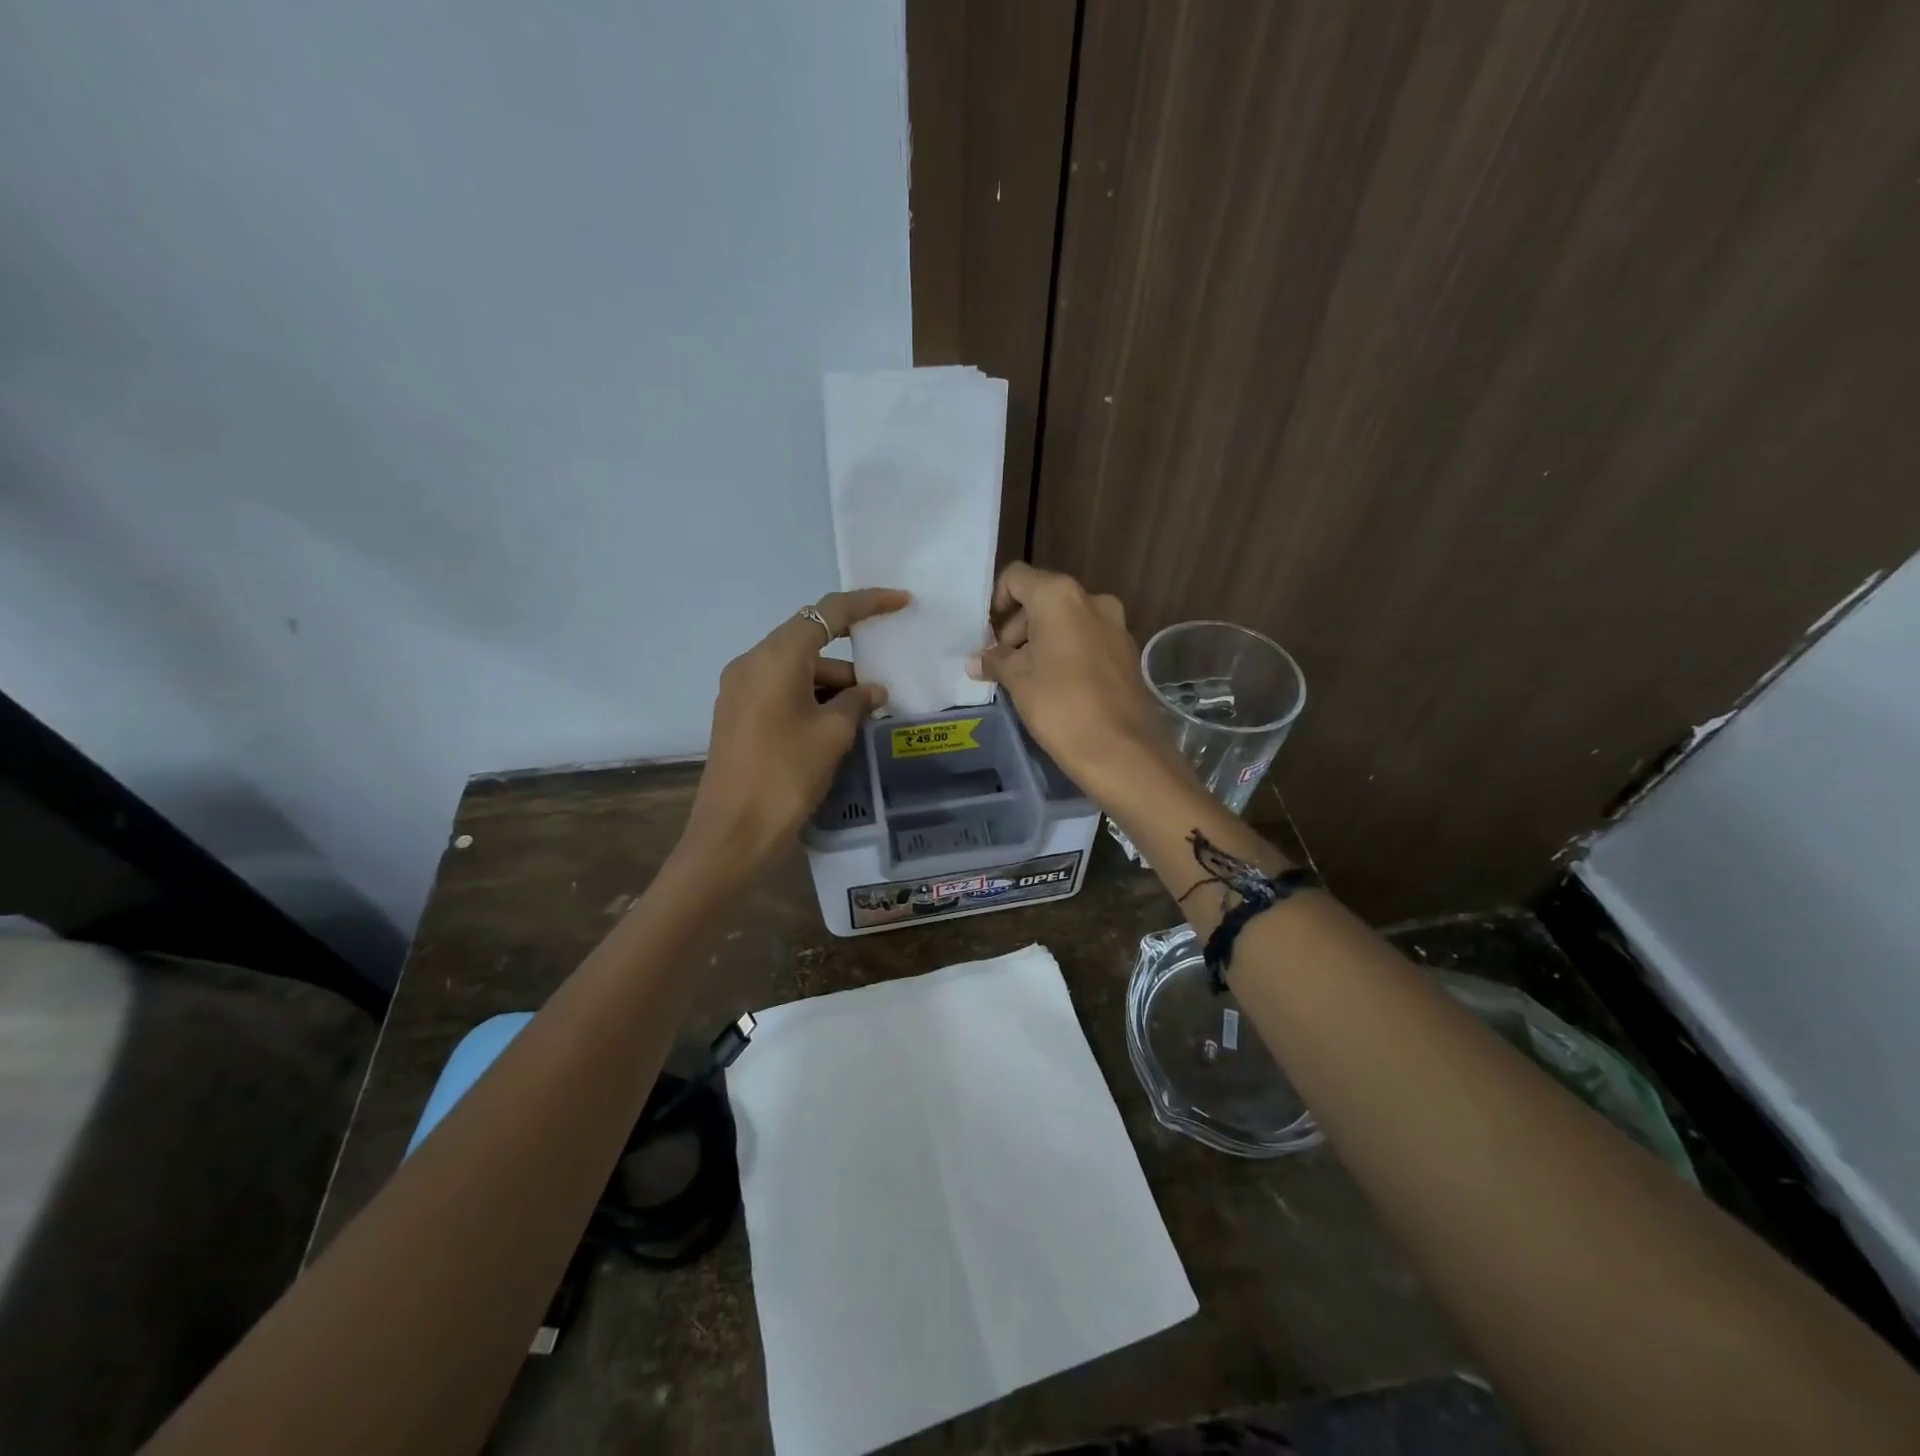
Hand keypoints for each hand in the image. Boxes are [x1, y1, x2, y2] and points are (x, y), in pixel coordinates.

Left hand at [682, 588, 909, 873]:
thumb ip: (857, 701)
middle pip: (810, 642)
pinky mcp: (737, 714)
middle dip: (850, 662)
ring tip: (864, 718)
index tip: (901, 603)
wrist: (733, 833)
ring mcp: (740, 689)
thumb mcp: (833, 734)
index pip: (827, 613)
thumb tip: (872, 690)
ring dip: (832, 686)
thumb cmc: (787, 775)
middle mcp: (751, 663)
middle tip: (883, 690)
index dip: (867, 603)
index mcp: (775, 657)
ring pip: (797, 671)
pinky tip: (835, 728)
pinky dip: (811, 700)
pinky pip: (782, 691)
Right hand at [966, 563, 1183, 801]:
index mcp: (1060, 596)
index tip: (987, 635)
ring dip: (1042, 640)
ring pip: (1066, 620)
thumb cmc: (1061, 707)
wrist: (1123, 751)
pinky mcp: (1127, 651)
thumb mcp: (1018, 682)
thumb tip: (976, 660)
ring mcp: (1115, 625)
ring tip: (1027, 678)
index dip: (995, 601)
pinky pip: (1087, 639)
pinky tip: (1056, 686)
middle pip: (1042, 597)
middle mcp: (1091, 600)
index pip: (1016, 577)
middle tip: (1003, 662)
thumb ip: (996, 661)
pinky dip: (1066, 652)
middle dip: (1018, 625)